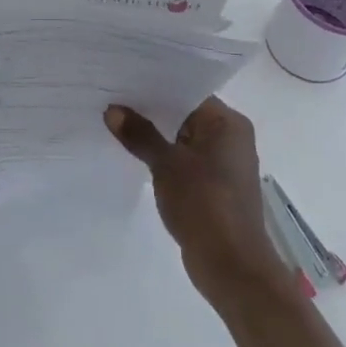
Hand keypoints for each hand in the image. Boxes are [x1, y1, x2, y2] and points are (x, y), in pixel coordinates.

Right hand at [105, 96, 294, 308]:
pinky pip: (186, 161)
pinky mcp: (215, 187)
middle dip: (152, 111)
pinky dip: (165, 158)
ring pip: (184, 139)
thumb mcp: (166, 165)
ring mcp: (225, 164)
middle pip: (186, 114)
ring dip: (157, 136)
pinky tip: (137, 156)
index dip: (156, 86)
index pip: (189, 91)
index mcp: (228, 123)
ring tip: (118, 124)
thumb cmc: (205, 204)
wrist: (232, 267)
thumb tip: (113, 110)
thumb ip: (140, 135)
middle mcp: (231, 137)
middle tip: (114, 98)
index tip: (124, 79)